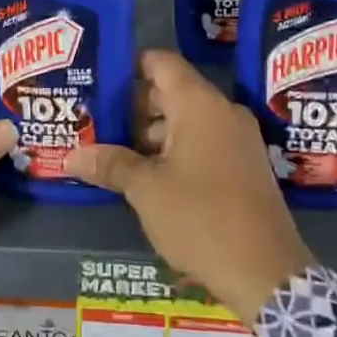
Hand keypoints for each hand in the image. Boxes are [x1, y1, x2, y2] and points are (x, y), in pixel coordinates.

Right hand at [65, 50, 312, 321]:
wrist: (266, 273)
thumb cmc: (200, 218)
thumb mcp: (145, 190)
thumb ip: (109, 164)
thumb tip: (70, 156)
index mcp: (199, 104)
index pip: (160, 63)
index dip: (128, 67)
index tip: (98, 82)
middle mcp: (222, 112)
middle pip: (170, 92)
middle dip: (132, 107)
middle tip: (95, 123)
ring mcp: (238, 139)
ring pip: (185, 120)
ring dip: (151, 134)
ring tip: (112, 153)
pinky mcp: (244, 166)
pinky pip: (202, 142)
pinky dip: (174, 150)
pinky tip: (145, 175)